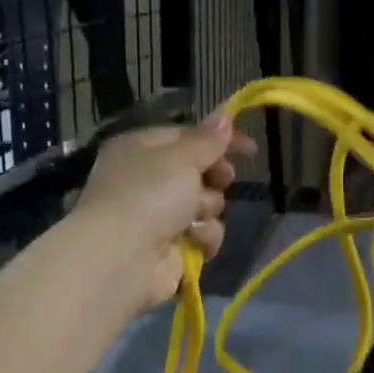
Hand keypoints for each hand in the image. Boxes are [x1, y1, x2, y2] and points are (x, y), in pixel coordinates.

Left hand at [75, 114, 255, 309]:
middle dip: (215, 177)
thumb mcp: (181, 157)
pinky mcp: (171, 247)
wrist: (122, 258)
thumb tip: (225, 114)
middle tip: (221, 180)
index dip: (219, 140)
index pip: (187, 136)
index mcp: (141, 149)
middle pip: (199, 171)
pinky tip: (194, 240)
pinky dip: (203, 237)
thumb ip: (208, 139)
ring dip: (208, 209)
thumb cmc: (148, 194)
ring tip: (195, 216)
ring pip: (206, 205)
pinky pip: (203, 235)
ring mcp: (159, 216)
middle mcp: (147, 180)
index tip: (250, 149)